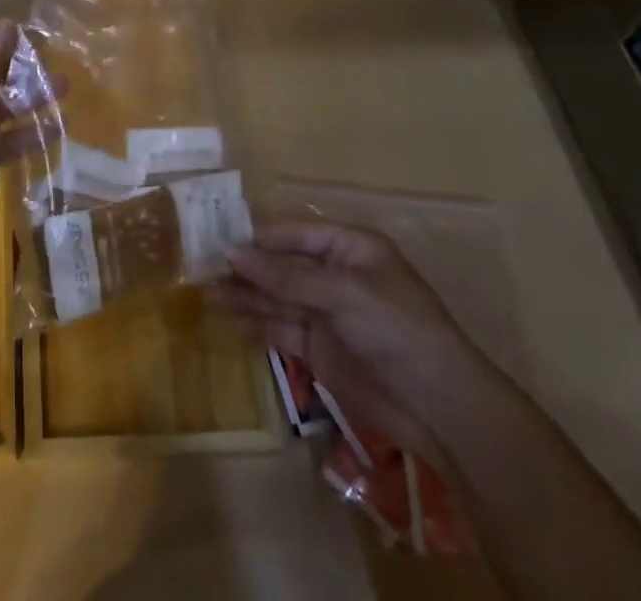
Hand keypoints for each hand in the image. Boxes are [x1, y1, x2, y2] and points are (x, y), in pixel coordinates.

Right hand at [212, 221, 494, 466]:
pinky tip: (228, 320)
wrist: (440, 408)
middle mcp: (334, 274)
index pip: (292, 232)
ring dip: (243, 294)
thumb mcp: (342, 293)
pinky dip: (254, 323)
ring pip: (275, 296)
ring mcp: (326, 312)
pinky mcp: (319, 348)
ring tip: (204, 293)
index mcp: (348, 247)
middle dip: (244, 265)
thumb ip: (285, 276)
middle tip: (200, 264)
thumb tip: (231, 253)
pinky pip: (280, 328)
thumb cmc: (397, 329)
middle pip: (280, 264)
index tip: (215, 235)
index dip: (256, 234)